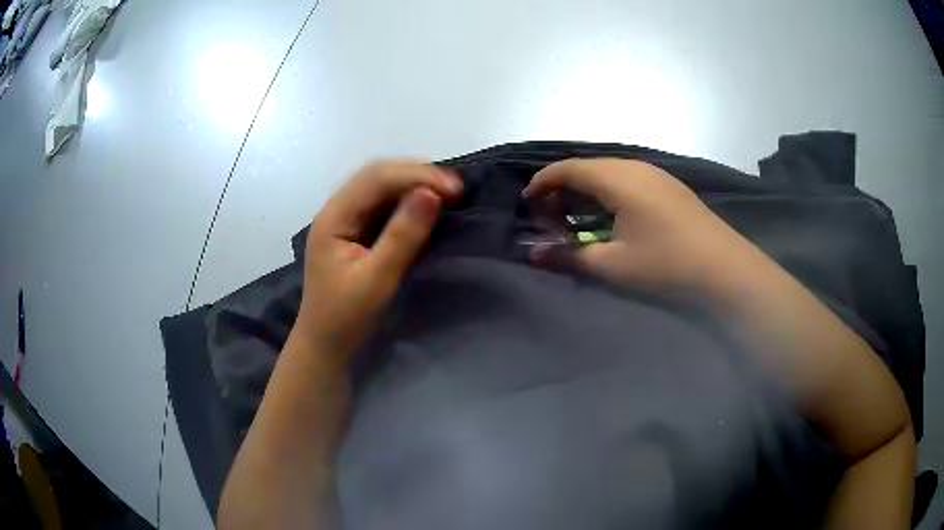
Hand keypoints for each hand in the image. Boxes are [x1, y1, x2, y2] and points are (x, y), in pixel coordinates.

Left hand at [297, 160, 462, 360]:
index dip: (416, 176)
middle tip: (456, 189)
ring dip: (413, 183)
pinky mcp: (353, 231)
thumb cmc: (346, 317)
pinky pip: (382, 203)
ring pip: (380, 185)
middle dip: (417, 174)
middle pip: (376, 175)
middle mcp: (336, 209)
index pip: (376, 178)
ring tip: (447, 193)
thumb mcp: (377, 279)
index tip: (455, 189)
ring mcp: (344, 219)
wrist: (325, 345)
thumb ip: (403, 235)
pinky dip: (407, 200)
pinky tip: (427, 205)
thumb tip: (431, 194)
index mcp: (333, 217)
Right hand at [523, 158, 745, 298]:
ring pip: (607, 172)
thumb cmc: (666, 263)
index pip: (568, 168)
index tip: (526, 202)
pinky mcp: (668, 186)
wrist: (724, 267)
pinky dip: (606, 193)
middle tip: (548, 216)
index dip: (542, 182)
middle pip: (586, 167)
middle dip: (561, 187)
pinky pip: (626, 179)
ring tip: (575, 217)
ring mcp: (655, 174)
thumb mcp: (614, 265)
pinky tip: (609, 216)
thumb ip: (569, 257)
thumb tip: (533, 255)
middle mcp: (634, 167)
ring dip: (585, 190)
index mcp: (617, 178)